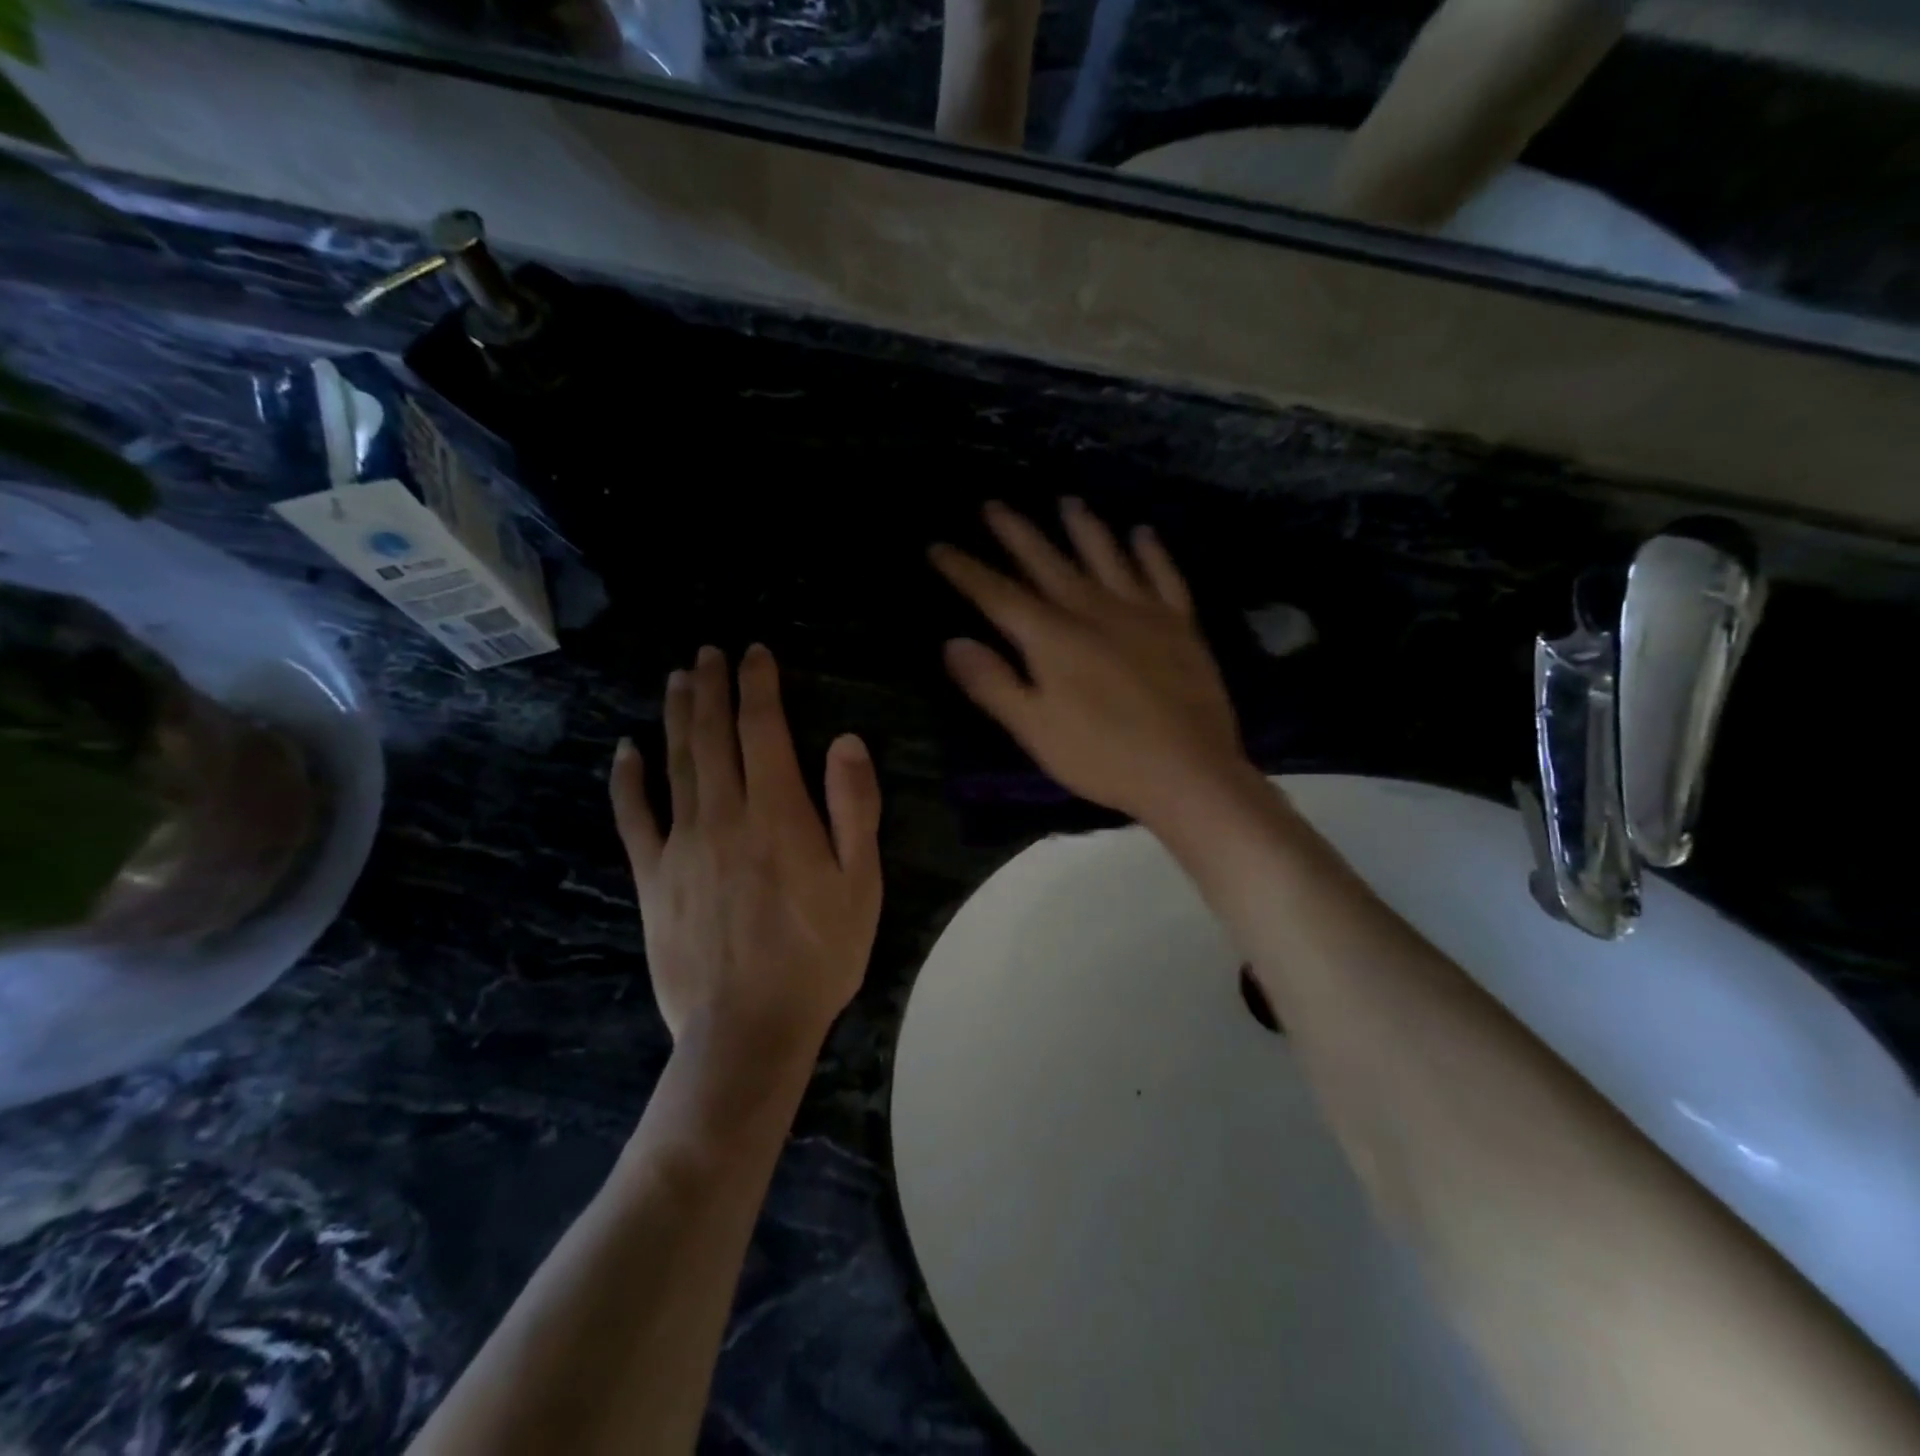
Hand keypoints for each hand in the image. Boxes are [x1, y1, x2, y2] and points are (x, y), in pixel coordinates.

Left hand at [609, 644, 882, 1057]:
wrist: (748, 1028)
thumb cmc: (818, 955)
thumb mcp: (861, 884)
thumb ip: (853, 808)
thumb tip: (846, 741)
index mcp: (778, 814)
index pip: (764, 729)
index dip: (759, 686)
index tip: (755, 654)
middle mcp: (724, 815)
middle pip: (714, 735)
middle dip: (713, 687)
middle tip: (708, 651)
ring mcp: (681, 845)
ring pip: (676, 763)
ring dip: (677, 715)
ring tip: (678, 678)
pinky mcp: (653, 877)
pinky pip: (634, 817)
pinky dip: (628, 779)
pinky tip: (626, 750)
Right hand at [930, 498, 1249, 828]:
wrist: (1188, 770)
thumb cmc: (1102, 757)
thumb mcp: (1035, 729)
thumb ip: (993, 684)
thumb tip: (952, 642)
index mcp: (1052, 638)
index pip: (998, 595)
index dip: (966, 570)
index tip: (938, 546)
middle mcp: (1093, 611)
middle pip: (1047, 562)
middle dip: (1016, 533)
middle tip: (993, 503)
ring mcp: (1141, 612)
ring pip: (1106, 556)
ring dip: (1083, 527)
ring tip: (1067, 500)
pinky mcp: (1180, 625)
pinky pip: (1164, 576)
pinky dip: (1152, 552)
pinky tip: (1143, 532)